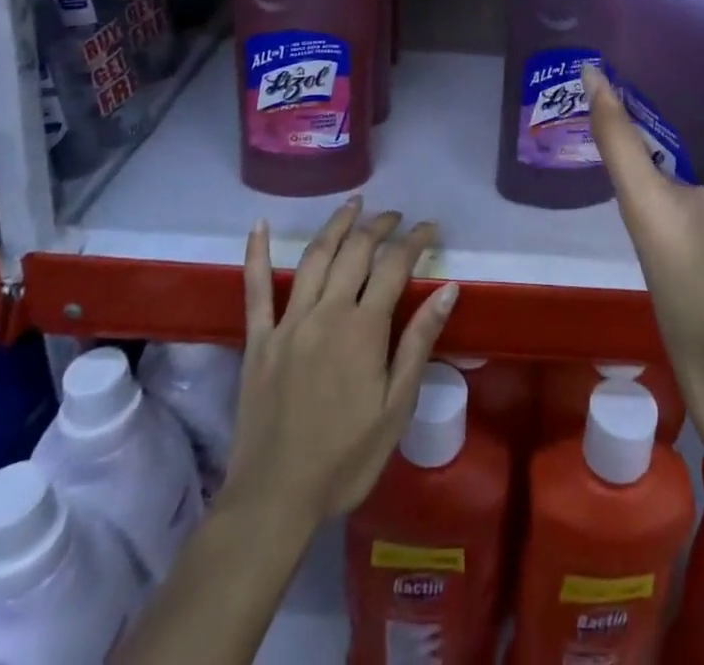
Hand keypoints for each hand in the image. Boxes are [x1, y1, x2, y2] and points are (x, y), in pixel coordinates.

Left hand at [228, 199, 457, 520]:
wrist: (274, 499)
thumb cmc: (345, 458)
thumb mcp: (396, 407)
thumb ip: (419, 342)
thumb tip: (448, 289)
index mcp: (363, 329)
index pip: (395, 266)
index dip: (415, 240)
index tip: (430, 228)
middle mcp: (326, 312)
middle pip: (355, 252)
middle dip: (379, 226)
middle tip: (395, 215)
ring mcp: (288, 323)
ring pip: (314, 257)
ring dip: (336, 225)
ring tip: (353, 204)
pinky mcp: (258, 339)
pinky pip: (255, 289)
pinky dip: (257, 254)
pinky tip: (260, 225)